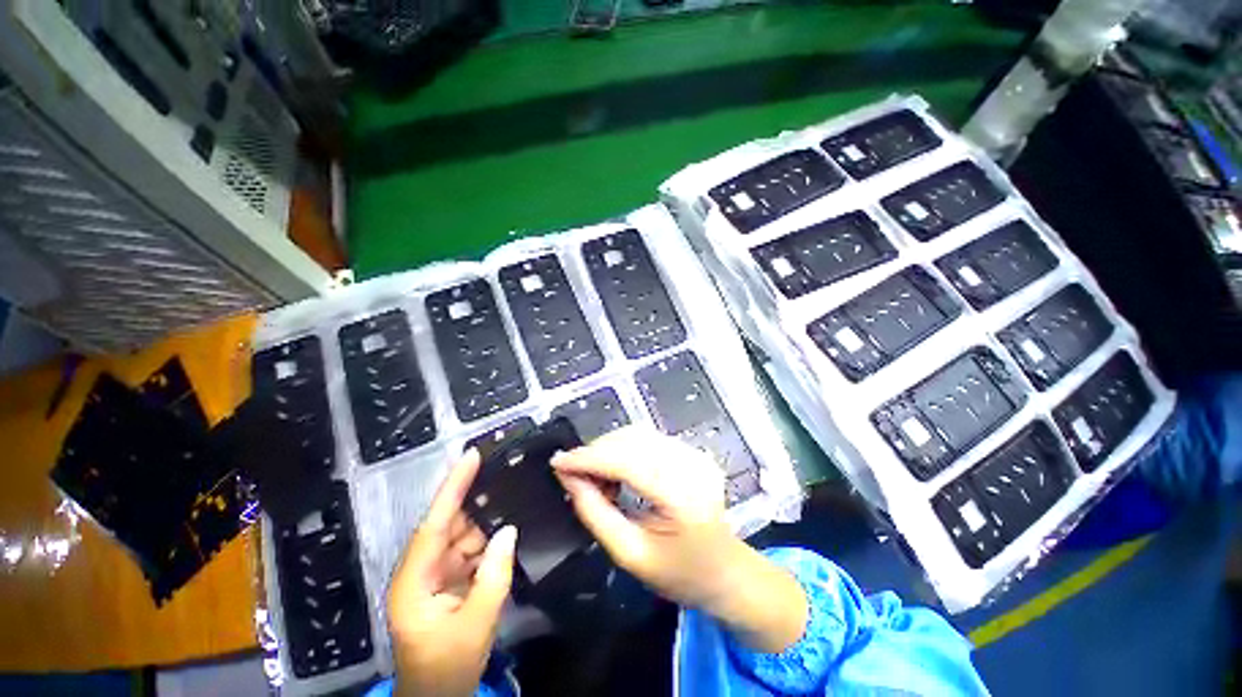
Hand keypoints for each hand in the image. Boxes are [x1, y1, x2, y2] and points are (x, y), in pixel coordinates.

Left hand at [387, 450, 517, 696]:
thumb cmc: (447, 666)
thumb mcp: (475, 625)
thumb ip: (494, 575)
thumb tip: (508, 530)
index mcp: (414, 581)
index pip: (433, 524)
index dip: (452, 488)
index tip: (470, 457)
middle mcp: (420, 570)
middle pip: (449, 525)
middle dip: (474, 497)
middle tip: (502, 468)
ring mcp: (434, 575)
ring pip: (461, 536)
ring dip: (485, 519)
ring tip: (511, 491)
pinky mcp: (447, 581)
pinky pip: (469, 551)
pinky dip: (487, 539)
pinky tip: (506, 525)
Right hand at [552, 426, 806, 652]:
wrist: (727, 571)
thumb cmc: (680, 574)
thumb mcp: (630, 554)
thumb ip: (595, 512)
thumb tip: (568, 477)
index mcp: (681, 495)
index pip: (626, 461)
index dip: (588, 458)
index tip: (558, 462)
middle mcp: (691, 464)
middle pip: (632, 440)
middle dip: (596, 451)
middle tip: (573, 473)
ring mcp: (695, 453)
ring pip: (639, 435)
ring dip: (609, 448)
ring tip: (594, 475)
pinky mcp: (693, 451)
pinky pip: (650, 440)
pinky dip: (625, 449)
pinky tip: (617, 470)